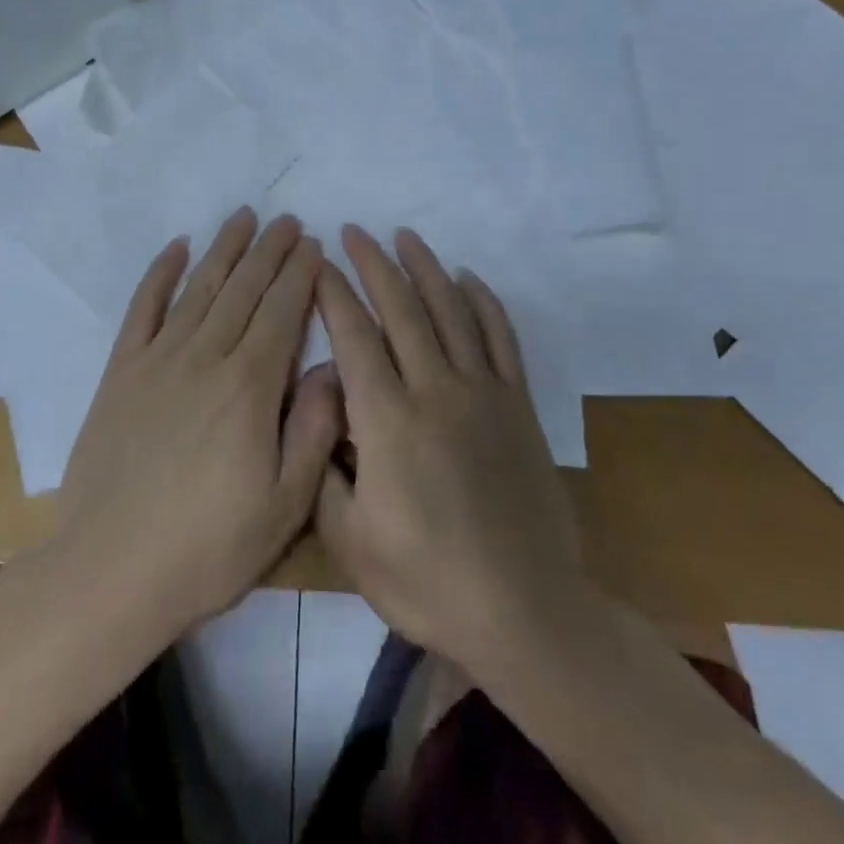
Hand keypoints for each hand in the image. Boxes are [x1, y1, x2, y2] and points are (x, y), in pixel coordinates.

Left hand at [57, 208, 340, 635]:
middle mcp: (205, 358)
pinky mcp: (120, 373)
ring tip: (243, 218)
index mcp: (249, 387)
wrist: (111, 570)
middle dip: (270, 251)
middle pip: (244, 290)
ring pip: (199, 289)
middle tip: (288, 221)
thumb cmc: (209, 547)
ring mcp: (157, 361)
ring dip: (223, 250)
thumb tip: (332, 366)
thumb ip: (315, 429)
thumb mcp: (285, 504)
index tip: (314, 244)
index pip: (282, 312)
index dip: (300, 275)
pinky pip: (142, 310)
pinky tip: (175, 249)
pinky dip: (159, 274)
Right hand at [311, 225, 586, 676]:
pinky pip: (502, 339)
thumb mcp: (349, 540)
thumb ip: (322, 464)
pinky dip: (484, 302)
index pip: (354, 337)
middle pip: (402, 309)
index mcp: (388, 421)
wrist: (525, 612)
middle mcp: (436, 391)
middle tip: (354, 232)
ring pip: (452, 312)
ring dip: (427, 269)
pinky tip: (469, 279)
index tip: (318, 263)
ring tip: (406, 237)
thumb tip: (320, 404)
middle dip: (374, 265)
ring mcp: (484, 395)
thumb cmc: (426, 582)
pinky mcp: (519, 407)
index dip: (333, 294)